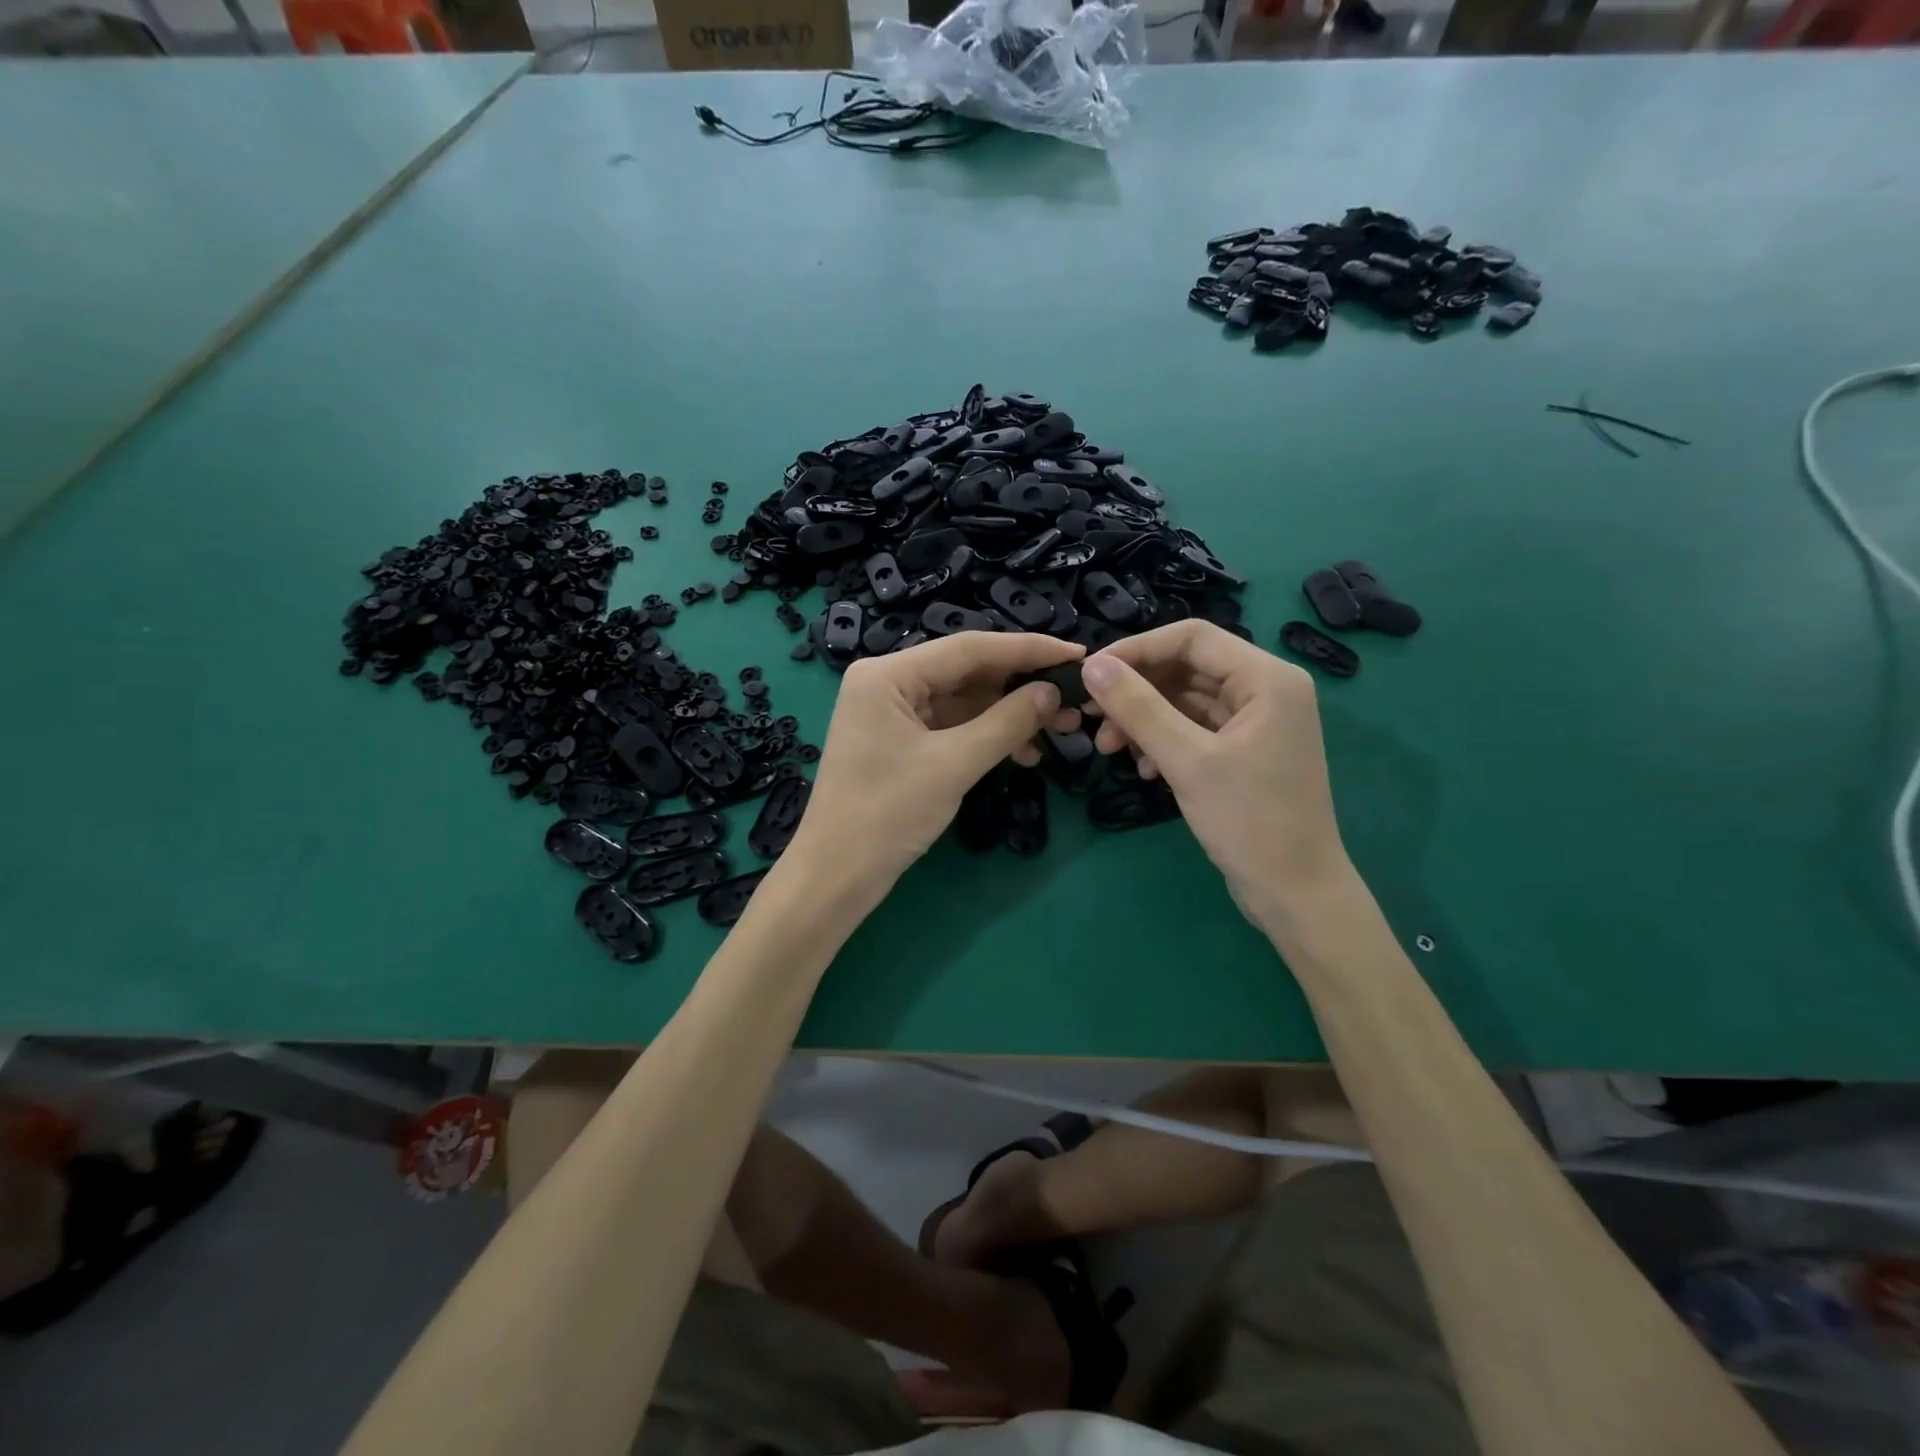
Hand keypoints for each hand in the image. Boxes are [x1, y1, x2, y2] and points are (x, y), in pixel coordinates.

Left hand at [796, 632, 1084, 894]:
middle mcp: (888, 682)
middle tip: (1074, 701)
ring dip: (1009, 714)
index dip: (1027, 649)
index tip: (1076, 655)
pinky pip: (953, 725)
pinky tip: (1024, 751)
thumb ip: (1006, 722)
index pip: (969, 648)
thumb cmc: (887, 814)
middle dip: (1021, 686)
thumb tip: (1053, 693)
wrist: (836, 876)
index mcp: (887, 674)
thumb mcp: (953, 765)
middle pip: (967, 671)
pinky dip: (988, 735)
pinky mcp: (901, 740)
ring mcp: (893, 712)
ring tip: (1059, 731)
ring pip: (964, 700)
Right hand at [1080, 622, 1349, 925]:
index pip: (1191, 637)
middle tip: (1093, 718)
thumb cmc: (1249, 822)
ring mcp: (1256, 721)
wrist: (1295, 894)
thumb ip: (1138, 708)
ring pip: (1185, 700)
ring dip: (1144, 719)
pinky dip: (1163, 741)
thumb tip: (1092, 667)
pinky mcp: (1244, 750)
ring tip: (1110, 750)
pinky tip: (1144, 769)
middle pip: (1186, 667)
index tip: (1091, 674)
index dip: (1137, 649)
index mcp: (1267, 678)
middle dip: (1137, 690)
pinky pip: (1194, 729)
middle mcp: (1266, 689)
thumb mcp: (1187, 761)